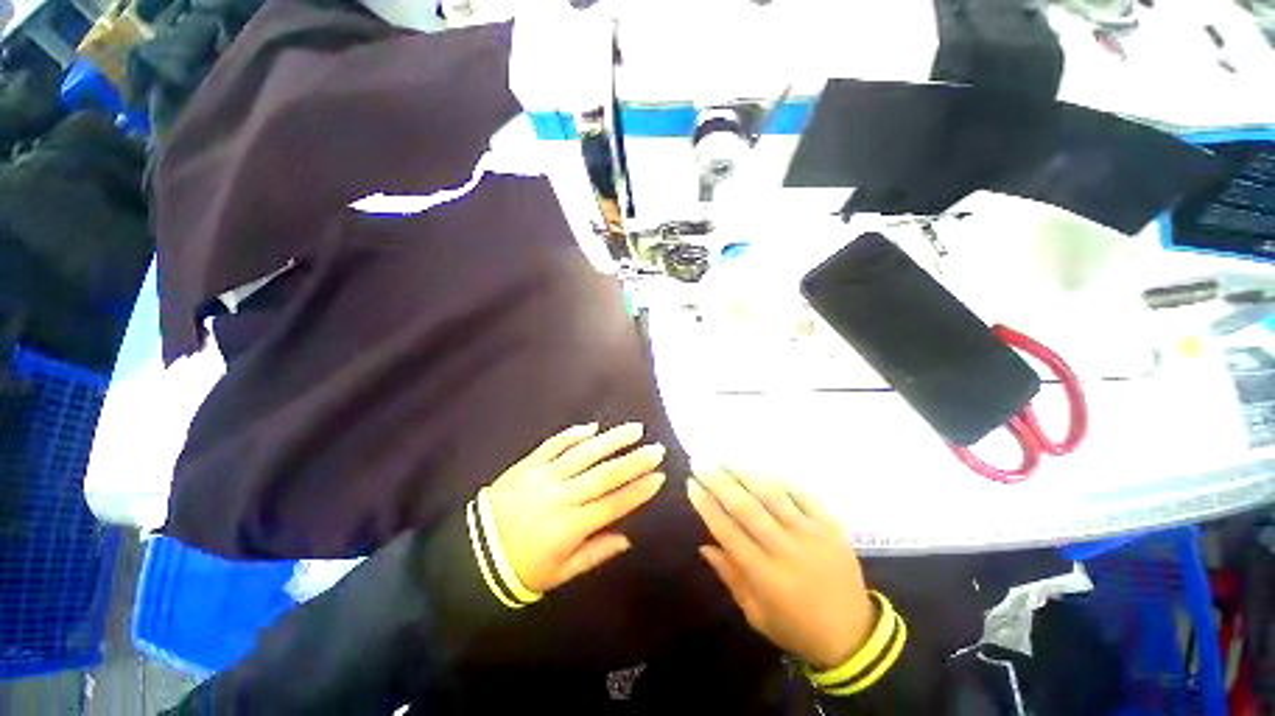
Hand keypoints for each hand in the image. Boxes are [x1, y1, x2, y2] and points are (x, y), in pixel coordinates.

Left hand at [487, 422, 665, 593]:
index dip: (638, 490)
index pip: (612, 504)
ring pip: (583, 454)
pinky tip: (592, 427)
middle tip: (656, 449)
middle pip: (604, 475)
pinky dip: (573, 434)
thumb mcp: (561, 574)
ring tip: (634, 429)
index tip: (659, 477)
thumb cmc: (521, 567)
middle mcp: (560, 497)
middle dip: (634, 461)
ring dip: (611, 440)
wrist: (473, 553)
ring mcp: (543, 477)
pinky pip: (554, 445)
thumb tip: (628, 538)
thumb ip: (595, 554)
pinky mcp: (528, 464)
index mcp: (569, 527)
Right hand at [687, 467, 874, 669]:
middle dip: (719, 481)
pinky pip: (802, 494)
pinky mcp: (831, 526)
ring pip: (772, 495)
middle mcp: (786, 550)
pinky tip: (761, 469)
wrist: (855, 636)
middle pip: (747, 507)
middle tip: (701, 463)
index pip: (728, 531)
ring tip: (725, 459)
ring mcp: (811, 534)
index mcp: (766, 575)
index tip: (691, 484)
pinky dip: (780, 479)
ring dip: (745, 473)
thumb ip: (730, 577)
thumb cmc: (797, 628)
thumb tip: (703, 545)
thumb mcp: (756, 615)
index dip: (707, 505)